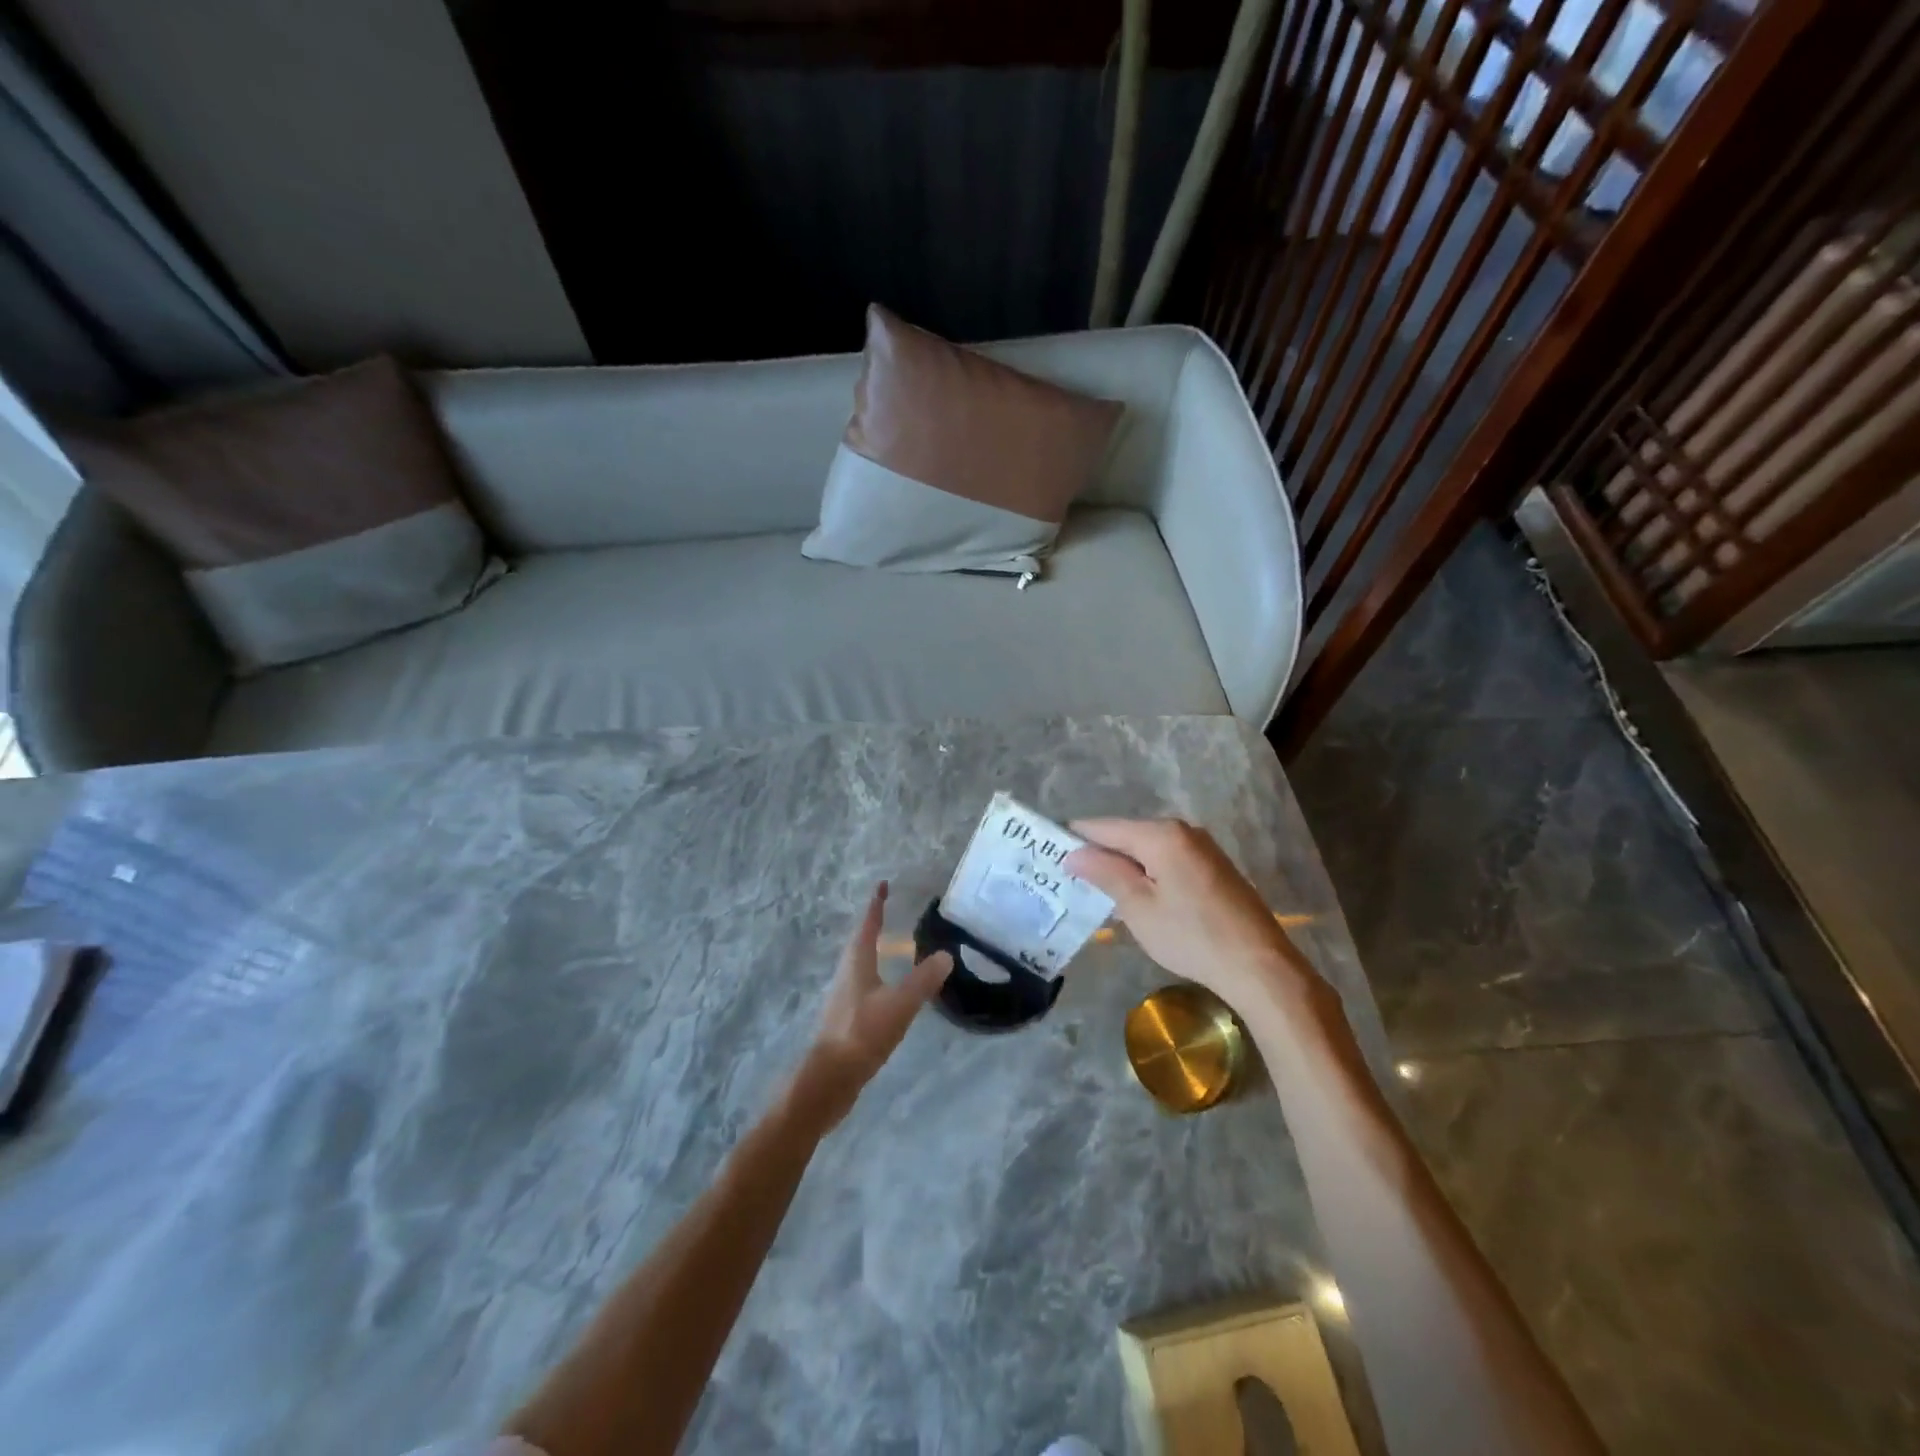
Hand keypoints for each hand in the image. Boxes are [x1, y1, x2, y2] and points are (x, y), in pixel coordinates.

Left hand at [794, 881, 950, 1125]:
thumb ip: (923, 980)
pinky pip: (865, 987)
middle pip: (860, 943)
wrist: (829, 1079)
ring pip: (861, 965)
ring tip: (893, 948)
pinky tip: (890, 991)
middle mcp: (847, 974)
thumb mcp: (899, 1005)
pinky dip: (878, 977)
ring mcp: (845, 998)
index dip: (876, 905)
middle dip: (874, 925)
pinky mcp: (847, 1019)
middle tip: (892, 912)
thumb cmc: (861, 1034)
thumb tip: (946, 955)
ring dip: (875, 951)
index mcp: (857, 963)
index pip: (867, 925)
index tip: (882, 884)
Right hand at [1065, 818, 1310, 1016]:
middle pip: (1127, 835)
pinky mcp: (1213, 867)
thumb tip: (1074, 853)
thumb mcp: (1138, 907)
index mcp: (1161, 834)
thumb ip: (1105, 873)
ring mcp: (1201, 848)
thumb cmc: (1191, 936)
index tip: (1049, 851)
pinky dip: (1147, 873)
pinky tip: (1136, 898)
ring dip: (1123, 866)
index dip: (1076, 838)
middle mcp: (1183, 830)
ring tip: (1096, 890)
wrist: (1259, 965)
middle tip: (1070, 877)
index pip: (1104, 827)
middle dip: (1100, 853)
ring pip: (1148, 849)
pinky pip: (1167, 860)